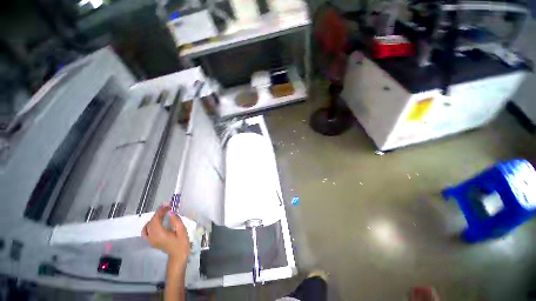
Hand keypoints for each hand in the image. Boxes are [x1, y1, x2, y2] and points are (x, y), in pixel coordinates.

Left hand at [142, 205, 190, 261]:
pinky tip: (156, 222)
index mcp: (159, 234)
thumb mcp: (182, 230)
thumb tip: (171, 211)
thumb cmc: (182, 242)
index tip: (168, 204)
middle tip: (168, 207)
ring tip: (163, 213)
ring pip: (147, 226)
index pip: (155, 220)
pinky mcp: (151, 241)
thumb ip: (175, 220)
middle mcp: (152, 237)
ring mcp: (150, 240)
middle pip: (151, 222)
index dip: (160, 211)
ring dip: (154, 218)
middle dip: (158, 213)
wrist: (178, 255)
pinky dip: (150, 224)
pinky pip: (146, 231)